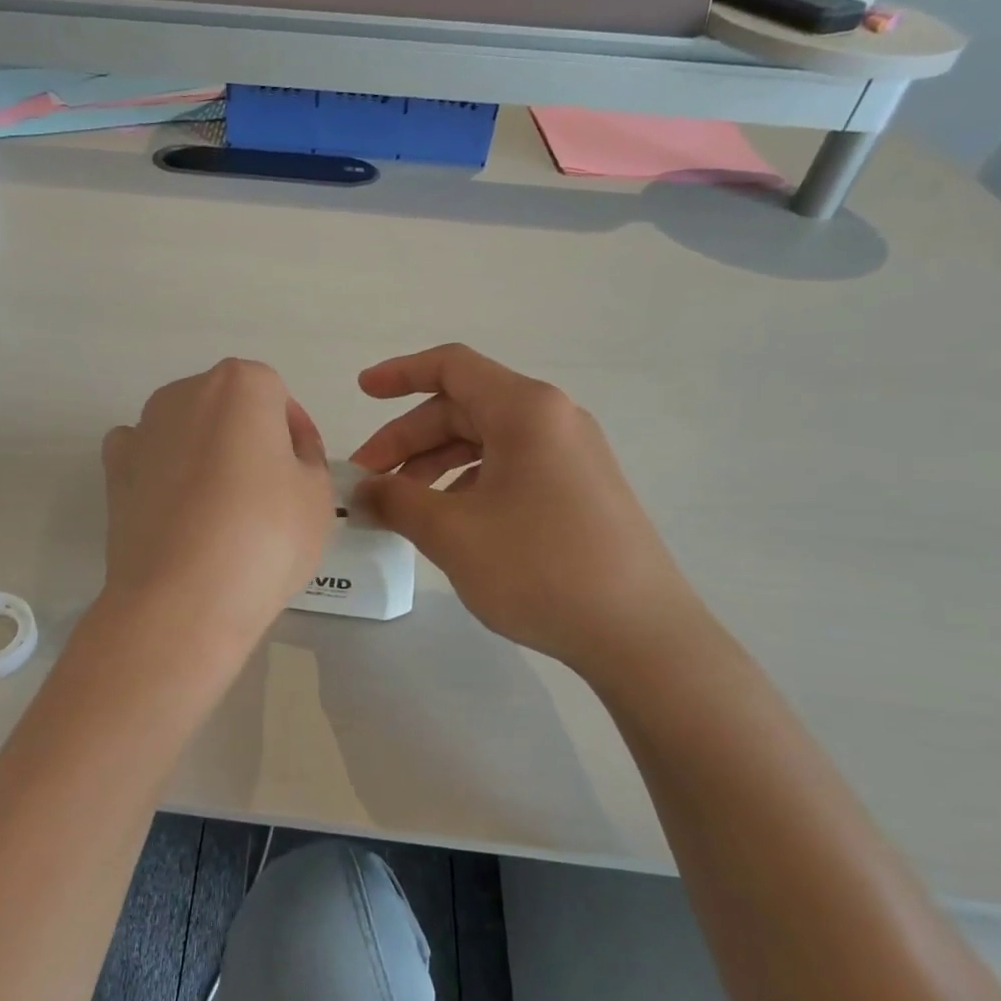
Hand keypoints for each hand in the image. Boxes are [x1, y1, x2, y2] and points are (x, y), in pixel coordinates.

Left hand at [102, 359, 332, 648]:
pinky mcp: (113, 469)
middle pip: (229, 407)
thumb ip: (307, 458)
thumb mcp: (318, 495)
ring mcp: (143, 429)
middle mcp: (185, 392)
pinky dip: (162, 472)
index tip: (301, 473)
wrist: (181, 599)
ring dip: (205, 454)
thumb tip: (283, 454)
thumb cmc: (264, 537)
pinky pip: (147, 456)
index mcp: (241, 385)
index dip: (294, 435)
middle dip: (248, 438)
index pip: (278, 397)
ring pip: (187, 430)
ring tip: (221, 509)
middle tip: (267, 492)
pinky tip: (177, 509)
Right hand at [350, 344, 705, 678]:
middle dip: (408, 440)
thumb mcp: (452, 532)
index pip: (452, 367)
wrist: (640, 634)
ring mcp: (571, 455)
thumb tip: (361, 491)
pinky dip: (468, 484)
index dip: (399, 374)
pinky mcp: (579, 489)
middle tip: (368, 481)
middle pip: (463, 408)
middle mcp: (553, 419)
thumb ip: (396, 501)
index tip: (360, 392)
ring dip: (434, 465)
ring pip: (486, 442)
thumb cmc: (539, 568)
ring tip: (402, 507)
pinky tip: (450, 522)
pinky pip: (511, 468)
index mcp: (525, 410)